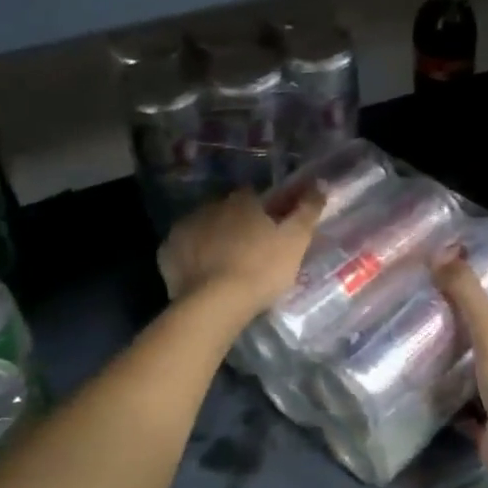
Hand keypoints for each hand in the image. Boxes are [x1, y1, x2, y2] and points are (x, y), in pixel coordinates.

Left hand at [158, 188, 324, 320]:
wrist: (215, 303)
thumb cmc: (261, 269)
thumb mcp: (296, 240)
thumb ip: (308, 210)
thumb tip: (320, 184)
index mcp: (241, 201)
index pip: (253, 196)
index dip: (262, 211)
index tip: (270, 228)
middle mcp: (209, 207)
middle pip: (225, 211)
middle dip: (235, 224)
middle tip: (249, 250)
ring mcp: (184, 228)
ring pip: (203, 228)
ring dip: (213, 239)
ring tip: (225, 265)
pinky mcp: (167, 253)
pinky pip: (183, 250)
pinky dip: (192, 258)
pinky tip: (202, 275)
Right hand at [434, 254, 487, 487]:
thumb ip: (467, 293)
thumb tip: (441, 251)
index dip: (487, 314)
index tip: (455, 307)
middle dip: (473, 345)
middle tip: (436, 332)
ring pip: (487, 380)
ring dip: (465, 374)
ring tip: (429, 359)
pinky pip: (475, 410)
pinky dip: (458, 403)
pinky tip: (432, 394)